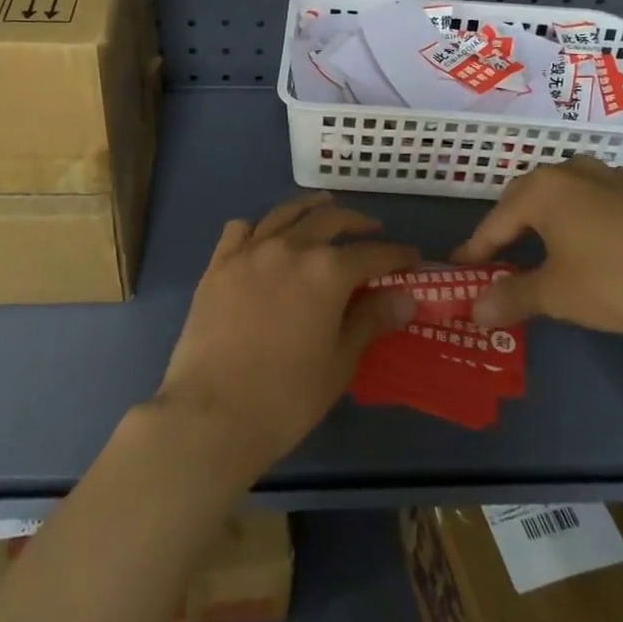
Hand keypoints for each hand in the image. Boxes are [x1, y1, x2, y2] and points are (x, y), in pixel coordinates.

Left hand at [154, 192, 418, 478]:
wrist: (211, 415)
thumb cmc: (286, 397)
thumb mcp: (340, 362)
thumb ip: (371, 320)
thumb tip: (406, 296)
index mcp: (326, 271)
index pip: (372, 253)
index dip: (396, 254)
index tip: (411, 257)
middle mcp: (290, 247)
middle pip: (330, 220)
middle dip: (357, 223)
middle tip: (372, 232)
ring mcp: (250, 251)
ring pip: (286, 213)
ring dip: (311, 208)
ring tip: (325, 207)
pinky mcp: (218, 264)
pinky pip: (241, 228)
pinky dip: (260, 226)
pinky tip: (266, 236)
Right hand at [451, 155, 622, 342]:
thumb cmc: (613, 281)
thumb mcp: (556, 294)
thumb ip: (512, 297)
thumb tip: (474, 312)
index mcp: (543, 189)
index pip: (497, 220)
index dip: (477, 246)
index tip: (462, 266)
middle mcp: (572, 171)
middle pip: (527, 195)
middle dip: (509, 224)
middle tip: (499, 254)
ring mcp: (611, 177)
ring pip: (565, 189)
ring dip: (547, 213)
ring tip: (543, 241)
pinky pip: (597, 196)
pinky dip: (583, 214)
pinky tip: (592, 237)